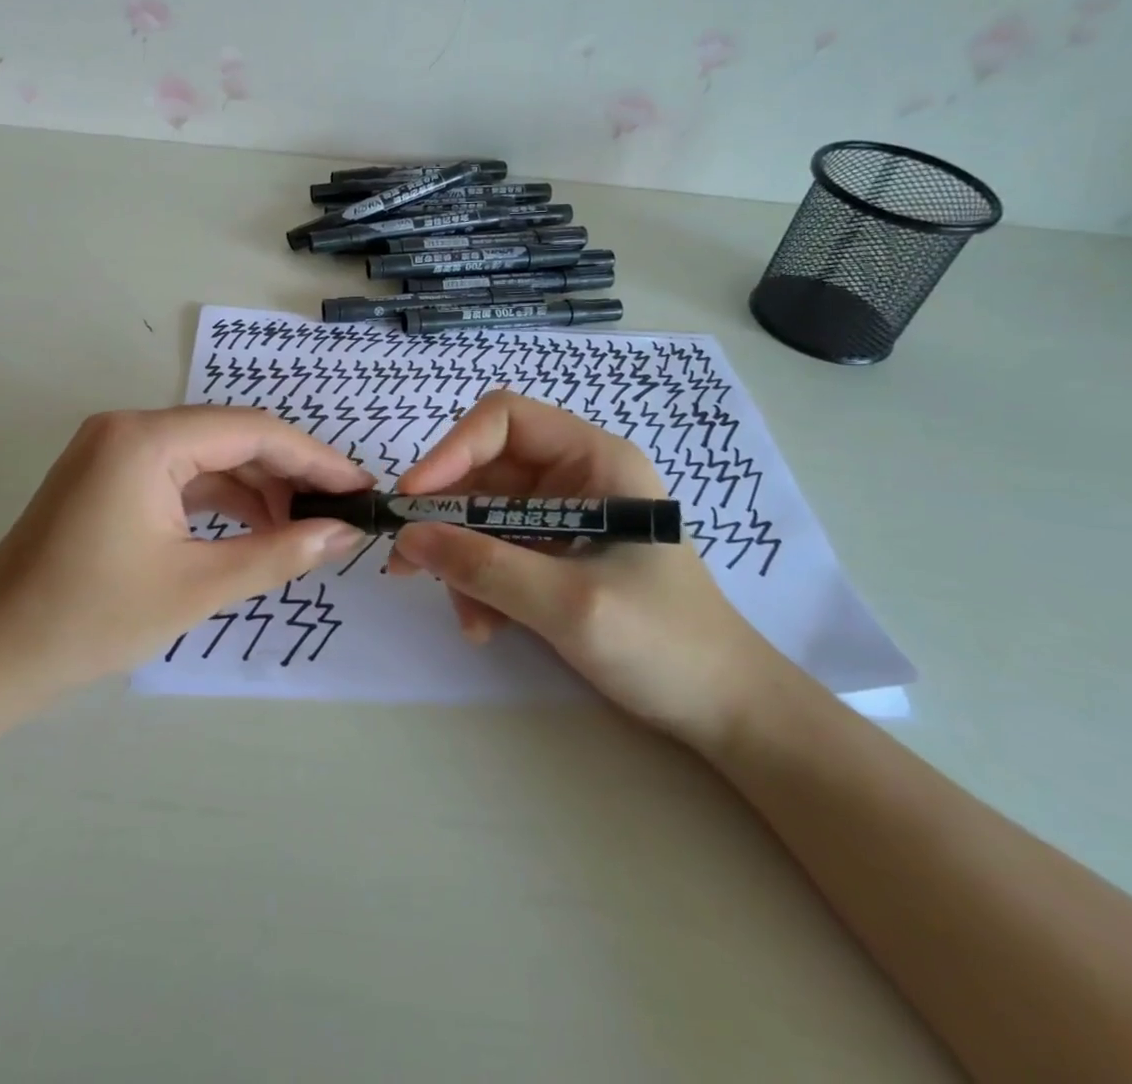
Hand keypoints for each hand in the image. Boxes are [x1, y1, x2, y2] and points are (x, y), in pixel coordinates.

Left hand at [0, 407, 371, 720]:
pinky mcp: (110, 475)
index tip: (360, 487)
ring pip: (209, 456)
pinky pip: (182, 475)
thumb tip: (345, 535)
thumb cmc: (92, 619)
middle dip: (289, 474)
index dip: (315, 459)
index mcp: (147, 439)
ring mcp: (115, 449)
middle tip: (340, 510)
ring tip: (305, 526)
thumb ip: (279, 553)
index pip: (253, 431)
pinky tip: (256, 527)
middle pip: (232, 437)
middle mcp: (130, 427)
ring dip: (258, 488)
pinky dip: (221, 499)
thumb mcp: (198, 586)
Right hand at [387, 390, 780, 744]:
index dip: (452, 450)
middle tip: (407, 562)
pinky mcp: (554, 554)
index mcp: (594, 459)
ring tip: (467, 617)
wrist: (724, 711)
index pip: (505, 420)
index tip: (413, 499)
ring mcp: (563, 516)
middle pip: (484, 471)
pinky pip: (495, 551)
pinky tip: (486, 626)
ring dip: (460, 561)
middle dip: (446, 518)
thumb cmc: (666, 643)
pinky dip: (479, 583)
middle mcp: (574, 477)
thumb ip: (486, 567)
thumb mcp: (570, 603)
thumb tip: (407, 538)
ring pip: (481, 516)